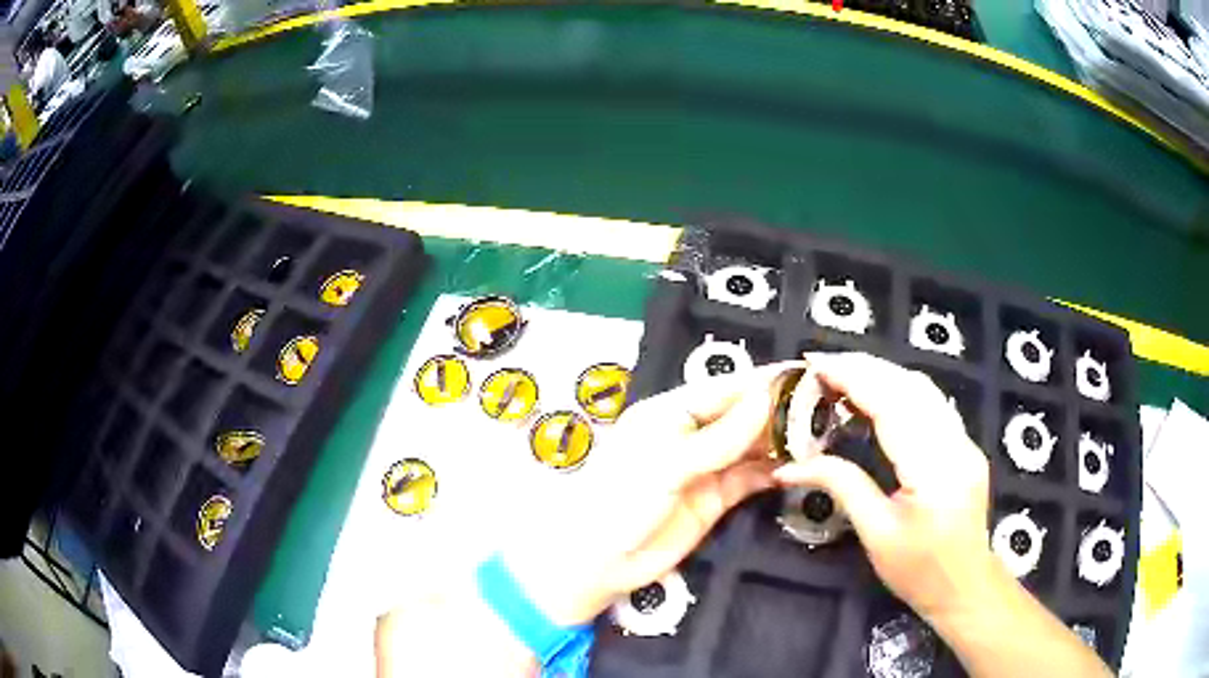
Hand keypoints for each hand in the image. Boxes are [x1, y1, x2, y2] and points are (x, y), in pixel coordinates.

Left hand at [502, 364, 798, 625]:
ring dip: (780, 443)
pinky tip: (796, 468)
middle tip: (823, 408)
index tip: (805, 375)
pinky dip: (771, 473)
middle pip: (742, 417)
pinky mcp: (715, 499)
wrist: (598, 562)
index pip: (726, 390)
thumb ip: (720, 436)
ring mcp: (705, 468)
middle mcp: (691, 435)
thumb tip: (766, 398)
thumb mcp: (668, 463)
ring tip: (819, 436)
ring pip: (750, 448)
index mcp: (671, 413)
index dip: (764, 382)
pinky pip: (750, 479)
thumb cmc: (621, 500)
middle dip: (778, 412)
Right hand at [774, 352, 996, 621]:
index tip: (816, 363)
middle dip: (865, 367)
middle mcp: (955, 443)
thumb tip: (790, 467)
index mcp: (932, 468)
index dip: (853, 378)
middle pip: (910, 386)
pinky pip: (933, 404)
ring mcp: (965, 441)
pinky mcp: (965, 446)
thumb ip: (841, 486)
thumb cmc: (918, 570)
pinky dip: (901, 389)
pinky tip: (879, 394)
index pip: (892, 405)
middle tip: (822, 364)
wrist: (965, 586)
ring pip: (924, 389)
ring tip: (844, 373)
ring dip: (883, 373)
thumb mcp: (875, 534)